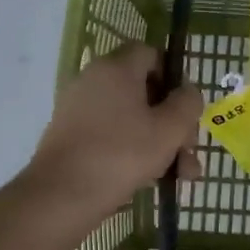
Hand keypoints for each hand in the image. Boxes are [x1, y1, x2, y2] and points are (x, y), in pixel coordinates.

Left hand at [27, 42, 202, 220]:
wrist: (61, 195)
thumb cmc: (122, 154)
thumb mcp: (169, 129)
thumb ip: (188, 104)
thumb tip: (188, 91)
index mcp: (116, 69)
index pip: (150, 53)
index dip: (173, 76)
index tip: (186, 107)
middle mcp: (94, 81)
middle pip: (144, 91)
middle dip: (173, 122)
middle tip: (189, 151)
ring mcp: (79, 109)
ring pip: (131, 119)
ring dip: (160, 143)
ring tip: (181, 176)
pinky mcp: (71, 137)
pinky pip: (112, 135)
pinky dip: (133, 151)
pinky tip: (152, 180)